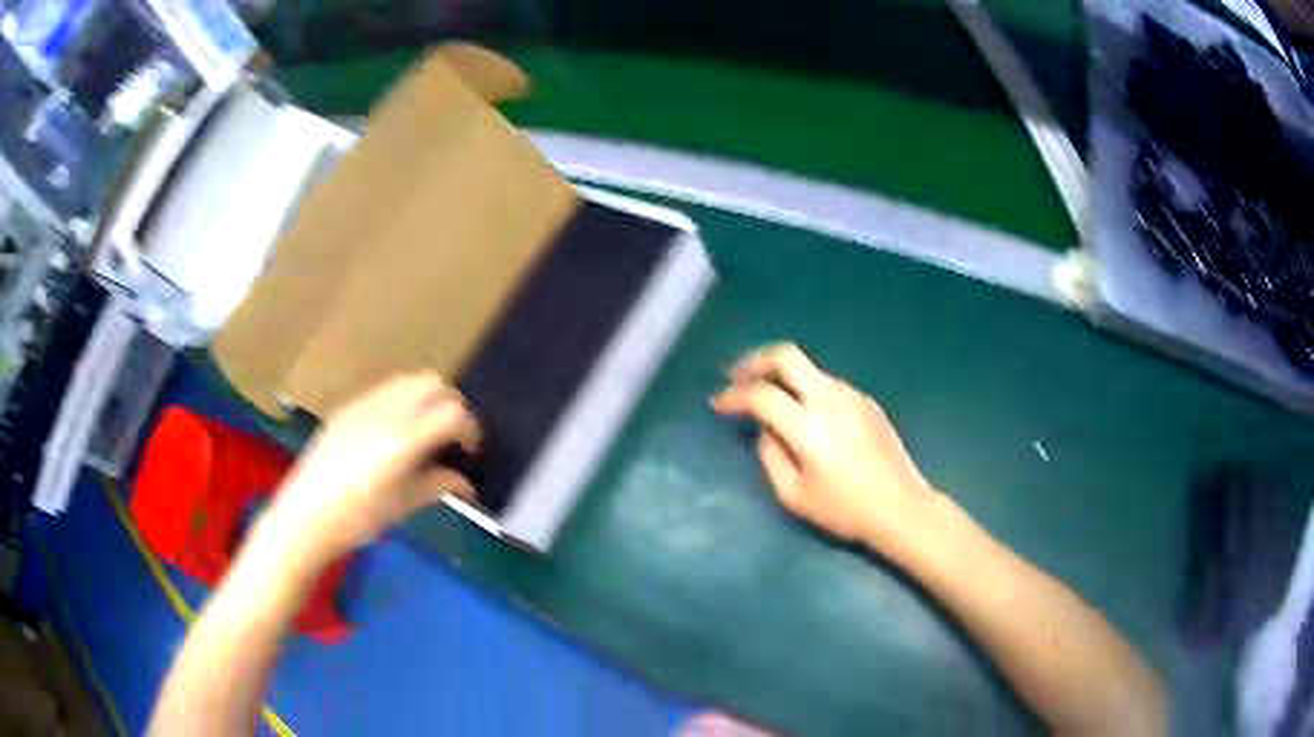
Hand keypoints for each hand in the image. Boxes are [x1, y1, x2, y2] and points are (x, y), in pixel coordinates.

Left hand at [264, 373, 481, 561]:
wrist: (304, 517)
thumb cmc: (356, 521)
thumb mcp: (402, 506)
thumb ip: (438, 485)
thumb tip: (465, 481)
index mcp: (401, 441)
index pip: (452, 412)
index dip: (470, 428)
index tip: (470, 450)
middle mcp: (384, 413)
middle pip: (433, 383)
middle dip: (451, 404)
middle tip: (452, 435)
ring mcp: (361, 406)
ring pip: (408, 380)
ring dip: (426, 398)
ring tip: (424, 431)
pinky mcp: (346, 408)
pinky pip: (384, 390)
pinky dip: (402, 401)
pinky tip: (394, 432)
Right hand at [712, 344, 936, 550]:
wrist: (900, 507)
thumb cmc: (844, 509)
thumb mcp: (794, 496)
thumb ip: (771, 457)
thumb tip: (766, 430)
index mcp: (808, 425)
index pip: (761, 395)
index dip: (734, 396)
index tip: (719, 405)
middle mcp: (830, 399)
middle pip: (787, 356)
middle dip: (756, 361)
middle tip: (739, 377)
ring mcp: (852, 396)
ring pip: (810, 369)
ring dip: (784, 377)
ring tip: (772, 399)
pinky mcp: (867, 402)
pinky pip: (829, 385)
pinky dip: (808, 390)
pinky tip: (808, 414)